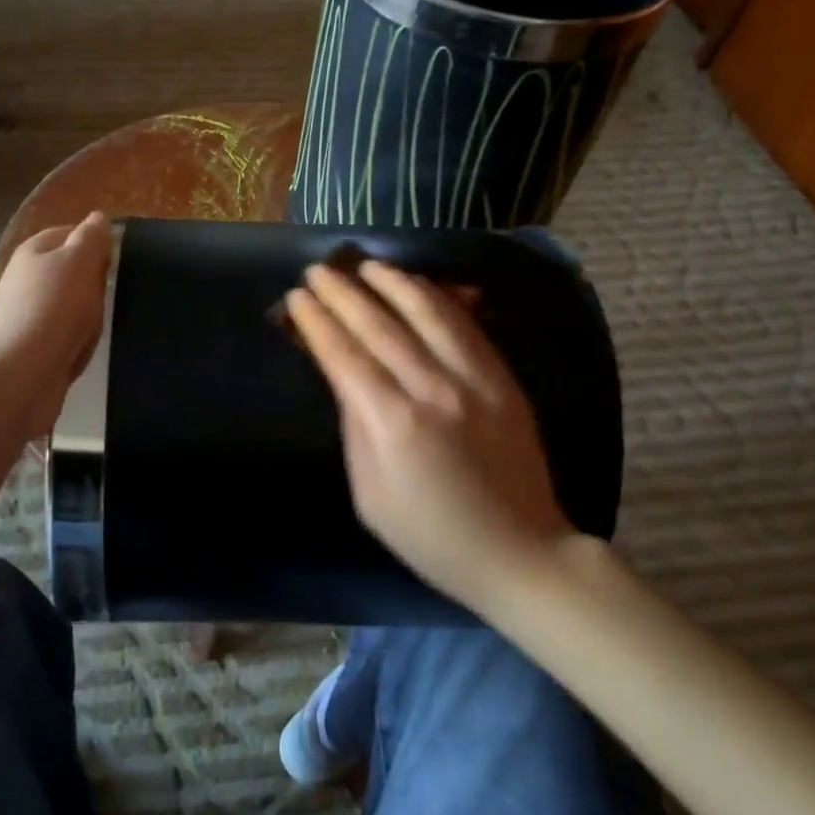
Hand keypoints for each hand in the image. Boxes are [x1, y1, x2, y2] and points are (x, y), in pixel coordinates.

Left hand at [0, 212, 111, 438]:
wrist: (17, 377)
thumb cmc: (51, 311)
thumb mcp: (78, 263)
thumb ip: (91, 238)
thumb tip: (98, 217)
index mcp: (35, 251)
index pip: (72, 233)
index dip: (97, 244)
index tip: (120, 260)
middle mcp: (29, 280)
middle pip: (76, 273)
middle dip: (97, 286)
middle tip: (110, 296)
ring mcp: (32, 316)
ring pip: (76, 308)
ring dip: (91, 319)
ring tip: (97, 329)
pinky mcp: (37, 349)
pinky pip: (70, 338)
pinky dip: (80, 344)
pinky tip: (84, 352)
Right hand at [284, 259, 574, 612]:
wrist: (517, 550)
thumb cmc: (430, 534)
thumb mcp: (370, 496)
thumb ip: (356, 430)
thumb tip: (346, 381)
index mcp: (392, 424)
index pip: (345, 356)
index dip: (318, 322)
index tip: (297, 297)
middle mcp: (433, 390)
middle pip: (380, 326)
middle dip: (344, 293)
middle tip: (319, 270)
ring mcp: (475, 380)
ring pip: (428, 313)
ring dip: (392, 283)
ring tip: (366, 264)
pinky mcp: (504, 379)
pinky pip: (466, 326)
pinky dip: (437, 299)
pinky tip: (418, 286)